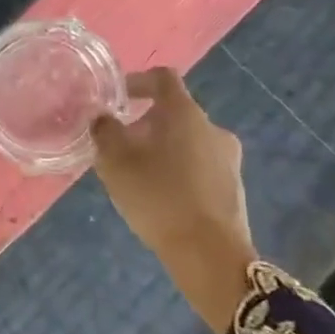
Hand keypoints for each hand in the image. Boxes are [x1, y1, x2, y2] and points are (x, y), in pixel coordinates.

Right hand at [91, 67, 257, 333]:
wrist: (209, 255)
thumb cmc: (158, 197)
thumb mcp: (115, 162)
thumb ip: (105, 132)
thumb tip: (102, 117)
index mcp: (185, 114)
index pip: (163, 78)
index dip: (137, 81)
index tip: (116, 97)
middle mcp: (212, 129)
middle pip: (174, 113)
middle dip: (144, 123)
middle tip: (118, 144)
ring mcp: (227, 159)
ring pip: (186, 141)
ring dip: (160, 148)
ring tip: (134, 174)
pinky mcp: (232, 188)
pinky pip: (198, 166)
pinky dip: (176, 170)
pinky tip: (158, 196)